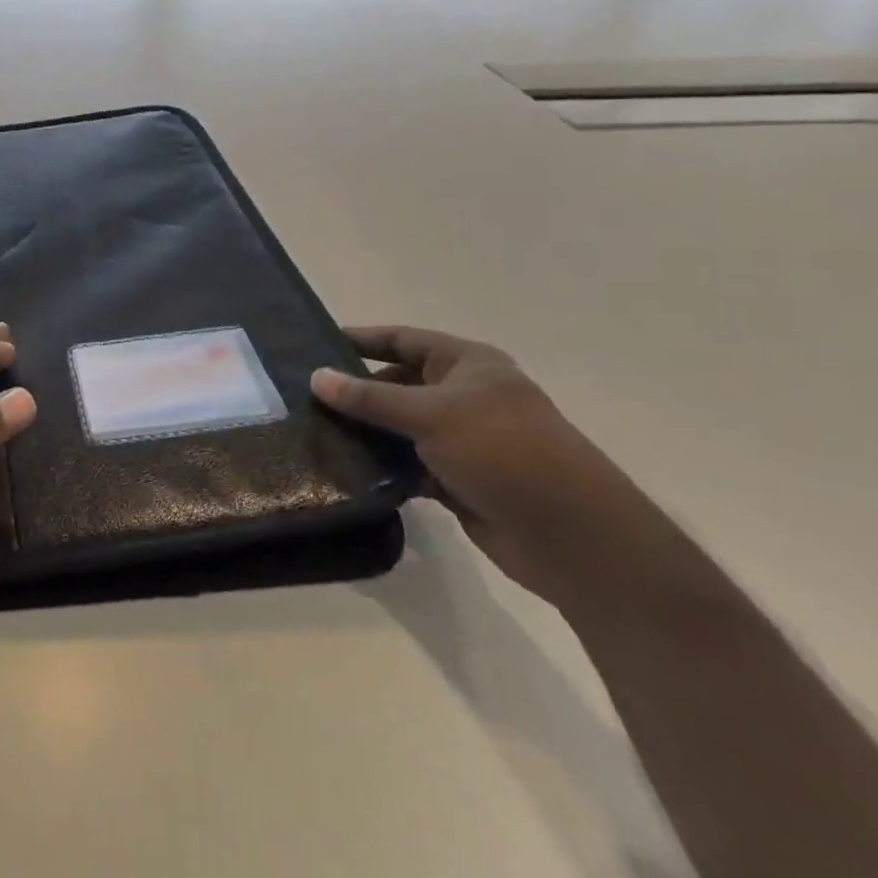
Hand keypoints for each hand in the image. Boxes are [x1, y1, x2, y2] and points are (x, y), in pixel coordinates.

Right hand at [311, 326, 655, 604]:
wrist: (573, 537)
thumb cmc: (503, 452)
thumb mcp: (430, 415)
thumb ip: (369, 397)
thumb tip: (315, 376)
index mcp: (468, 365)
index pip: (402, 340)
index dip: (361, 339)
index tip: (315, 343)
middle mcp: (465, 396)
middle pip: (397, 383)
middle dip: (356, 391)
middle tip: (304, 396)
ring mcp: (463, 440)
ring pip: (400, 427)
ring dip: (365, 431)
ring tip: (314, 431)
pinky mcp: (458, 479)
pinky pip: (407, 464)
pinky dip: (382, 466)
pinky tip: (345, 469)